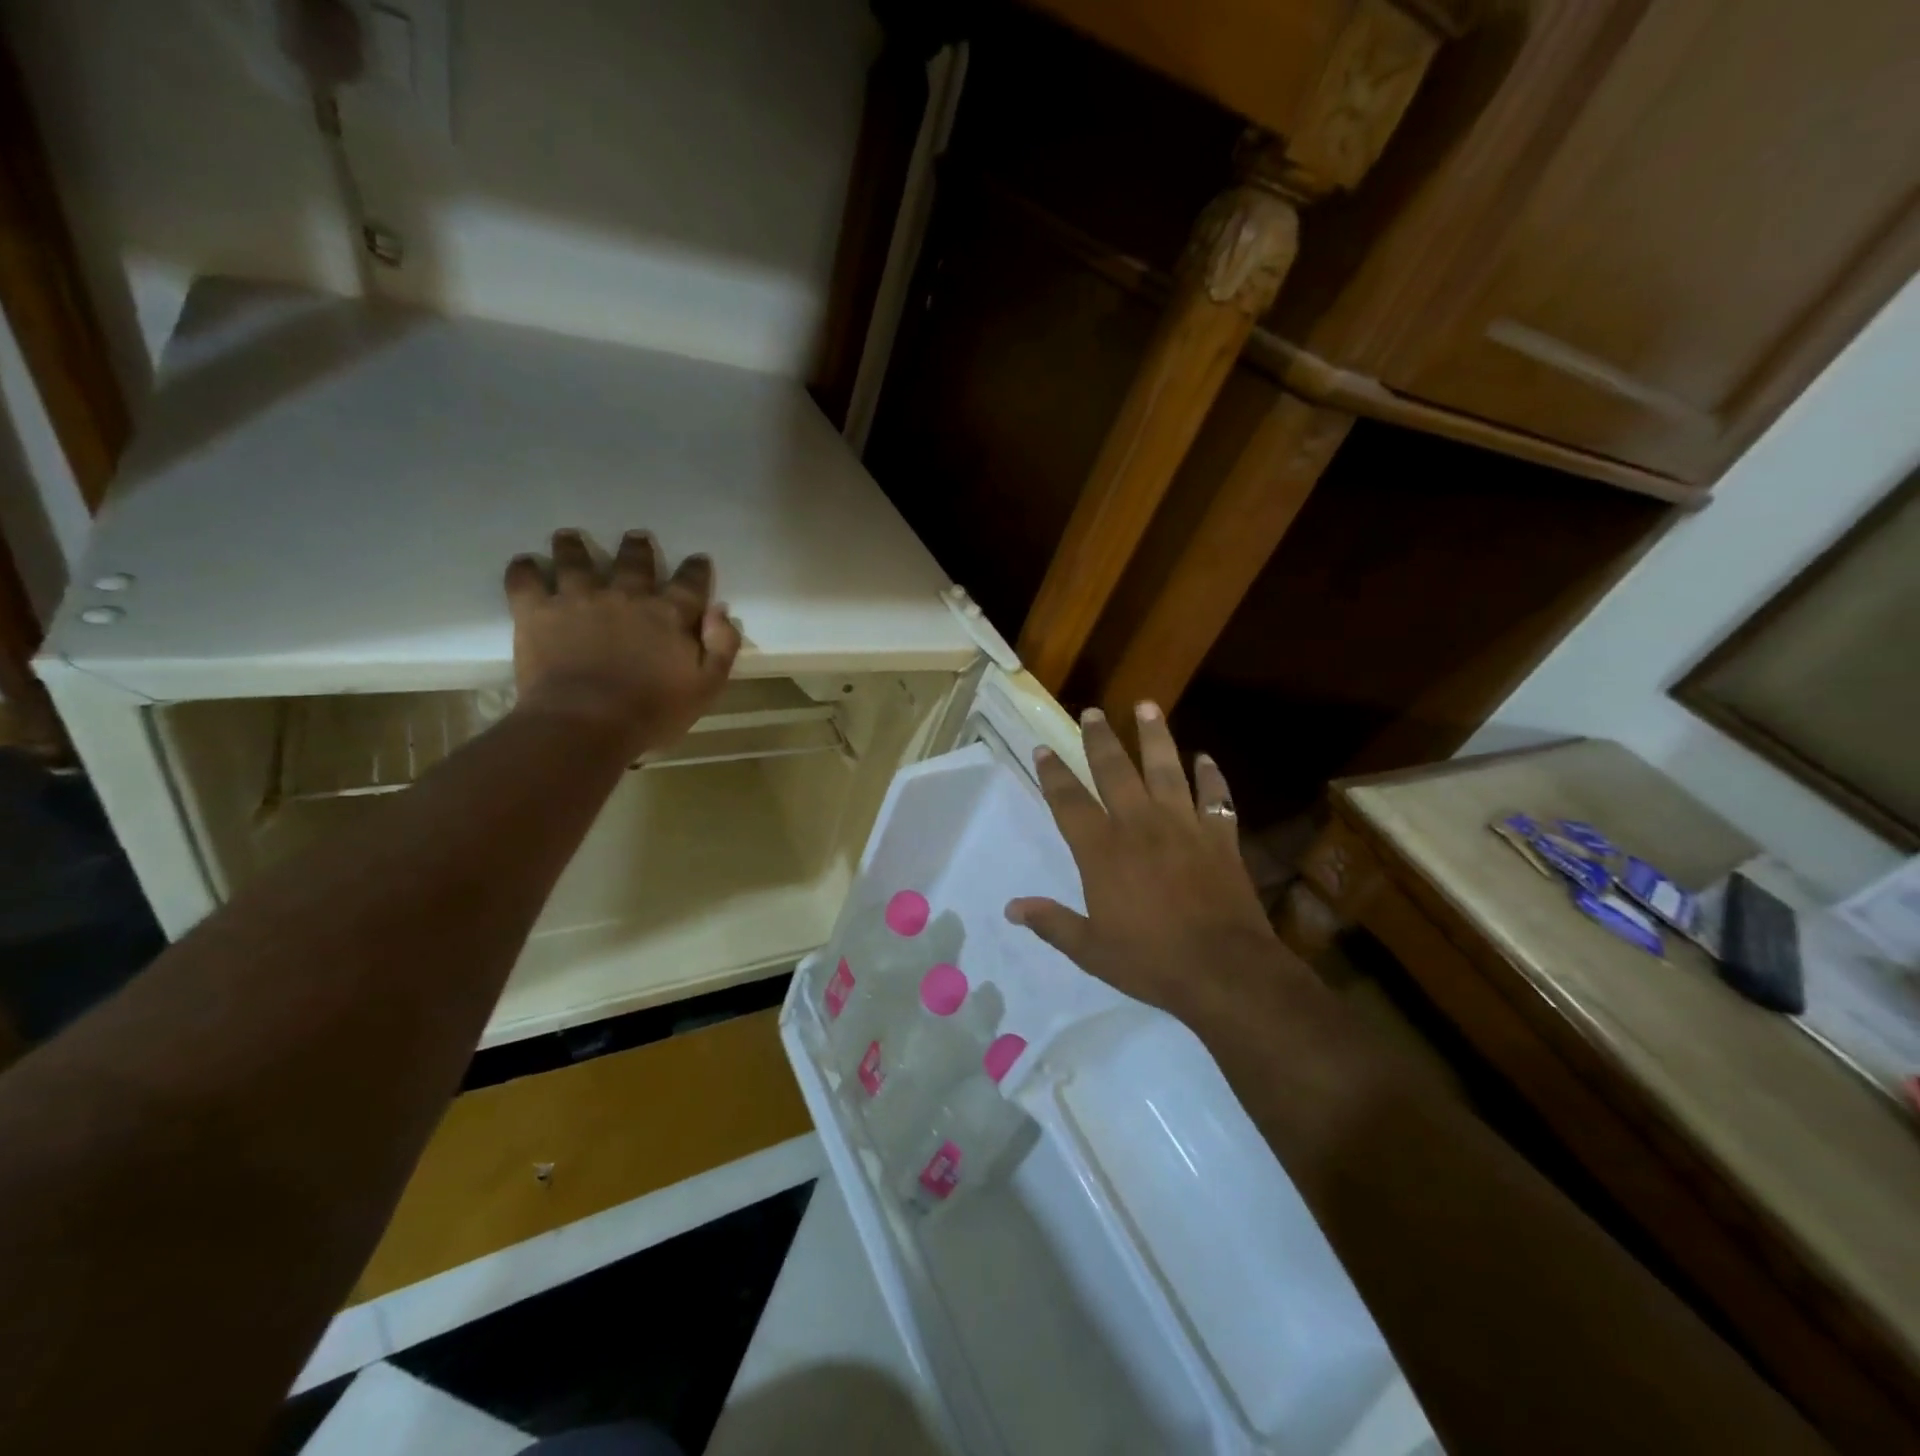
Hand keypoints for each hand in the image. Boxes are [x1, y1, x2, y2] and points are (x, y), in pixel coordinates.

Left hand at [505, 529, 740, 755]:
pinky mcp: (538, 612)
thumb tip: (719, 610)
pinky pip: (526, 580)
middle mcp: (626, 596)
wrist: (587, 724)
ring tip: (569, 538)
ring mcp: (579, 599)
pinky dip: (524, 570)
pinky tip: (525, 565)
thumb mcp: (706, 687)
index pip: (690, 583)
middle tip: (636, 537)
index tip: (698, 560)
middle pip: (634, 561)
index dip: (696, 570)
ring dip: (574, 546)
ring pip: (575, 559)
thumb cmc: (653, 712)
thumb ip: (721, 646)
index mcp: (670, 615)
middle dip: (637, 548)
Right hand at [1006, 703, 1285, 1026]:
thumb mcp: (1091, 950)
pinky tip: (1205, 758)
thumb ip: (1052, 923)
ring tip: (1147, 706)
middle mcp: (1140, 826)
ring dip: (1155, 737)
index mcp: (1103, 851)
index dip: (1053, 774)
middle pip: (1115, 772)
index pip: (1069, 801)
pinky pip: (1215, 797)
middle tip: (1092, 712)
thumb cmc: (1151, 961)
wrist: (1224, 970)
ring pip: (1166, 769)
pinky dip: (1211, 776)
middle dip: (1100, 740)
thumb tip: (1012, 908)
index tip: (1043, 748)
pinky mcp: (1220, 837)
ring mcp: (1184, 826)